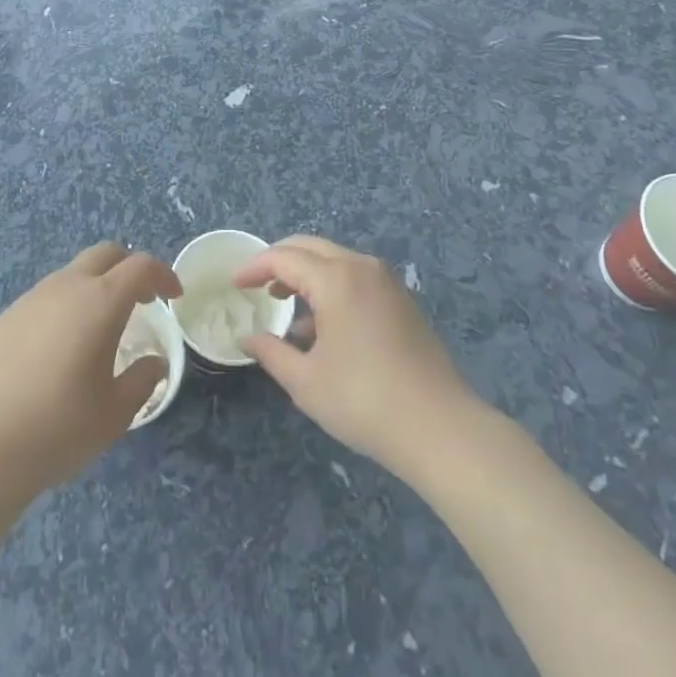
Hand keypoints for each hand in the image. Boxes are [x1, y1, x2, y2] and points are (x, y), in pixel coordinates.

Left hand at [0, 242, 181, 496]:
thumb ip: (143, 379)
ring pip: (73, 273)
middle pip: (106, 254)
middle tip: (142, 300)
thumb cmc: (60, 428)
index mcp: (100, 302)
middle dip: (129, 268)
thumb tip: (155, 362)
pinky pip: (45, 297)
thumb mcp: (115, 413)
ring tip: (100, 326)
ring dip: (95, 286)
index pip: (140, 266)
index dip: (163, 274)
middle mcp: (67, 287)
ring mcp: (32, 297)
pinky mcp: (7, 316)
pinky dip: (65, 306)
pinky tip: (59, 347)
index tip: (174, 297)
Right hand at [235, 235, 473, 475]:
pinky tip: (323, 327)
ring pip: (335, 261)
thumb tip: (248, 338)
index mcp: (336, 278)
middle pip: (310, 248)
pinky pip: (356, 278)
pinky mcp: (402, 301)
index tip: (235, 283)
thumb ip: (272, 353)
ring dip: (306, 274)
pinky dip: (331, 287)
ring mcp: (387, 282)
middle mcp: (362, 267)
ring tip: (286, 306)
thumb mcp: (306, 382)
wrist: (441, 428)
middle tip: (257, 285)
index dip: (255, 267)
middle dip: (280, 262)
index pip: (284, 258)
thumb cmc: (365, 401)